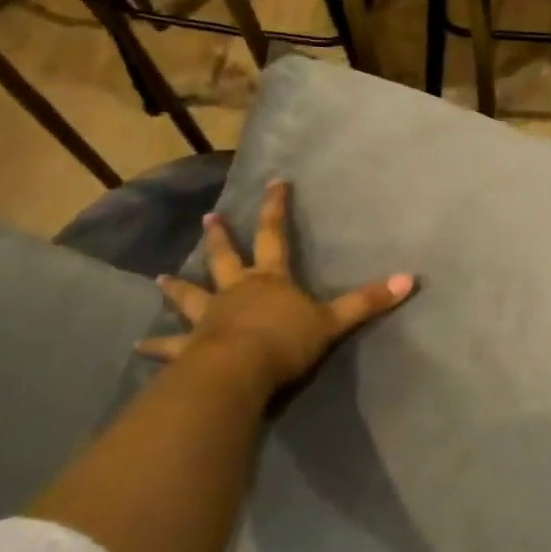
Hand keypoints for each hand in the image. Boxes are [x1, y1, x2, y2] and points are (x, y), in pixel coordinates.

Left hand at [140, 179, 414, 393]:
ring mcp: (210, 317)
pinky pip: (173, 346)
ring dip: (179, 289)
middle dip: (221, 237)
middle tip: (209, 218)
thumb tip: (410, 279)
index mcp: (270, 279)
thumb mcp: (333, 321)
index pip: (275, 234)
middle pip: (228, 257)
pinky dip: (158, 346)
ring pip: (193, 296)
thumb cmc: (286, 340)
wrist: (241, 369)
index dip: (276, 208)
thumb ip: (368, 301)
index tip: (274, 182)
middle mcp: (237, 290)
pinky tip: (140, 348)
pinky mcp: (192, 347)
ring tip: (161, 279)